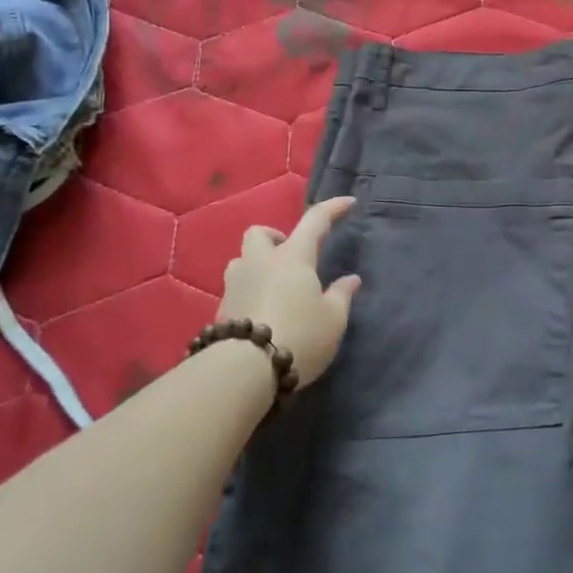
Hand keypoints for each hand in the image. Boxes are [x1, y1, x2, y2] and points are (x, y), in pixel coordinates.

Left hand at [217, 196, 359, 389]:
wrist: (244, 370)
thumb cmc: (299, 337)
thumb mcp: (333, 320)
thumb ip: (342, 296)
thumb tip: (351, 279)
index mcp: (293, 257)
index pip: (315, 220)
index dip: (332, 208)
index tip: (348, 202)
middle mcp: (260, 262)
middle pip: (259, 233)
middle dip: (275, 237)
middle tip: (291, 258)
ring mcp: (235, 284)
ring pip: (241, 260)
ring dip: (257, 266)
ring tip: (274, 288)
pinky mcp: (221, 310)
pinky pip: (235, 290)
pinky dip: (249, 293)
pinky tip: (261, 314)